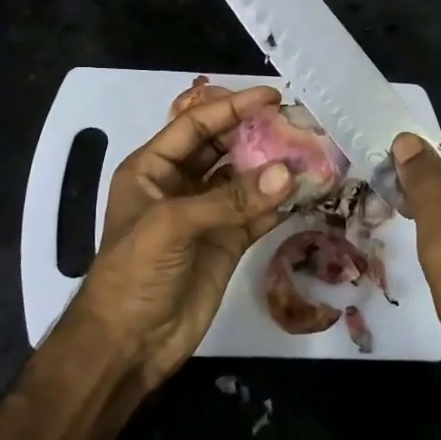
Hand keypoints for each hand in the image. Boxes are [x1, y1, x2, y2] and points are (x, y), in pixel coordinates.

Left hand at [62, 84, 292, 390]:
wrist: (129, 343)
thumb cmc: (135, 272)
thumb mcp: (173, 225)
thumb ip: (230, 198)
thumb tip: (288, 173)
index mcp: (153, 168)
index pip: (196, 125)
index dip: (232, 107)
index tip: (272, 96)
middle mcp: (180, 185)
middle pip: (223, 147)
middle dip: (257, 133)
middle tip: (298, 123)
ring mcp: (206, 214)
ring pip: (245, 180)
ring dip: (274, 168)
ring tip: (312, 152)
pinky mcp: (227, 242)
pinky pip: (258, 213)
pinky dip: (281, 203)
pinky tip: (307, 190)